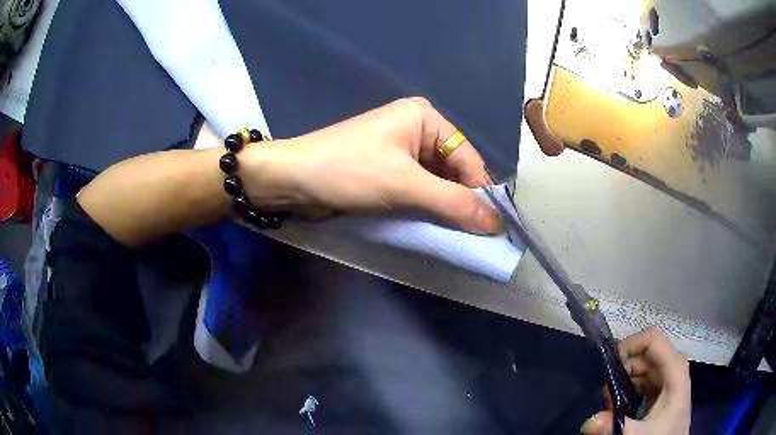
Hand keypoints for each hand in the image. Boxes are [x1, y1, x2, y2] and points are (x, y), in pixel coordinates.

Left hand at [241, 97, 502, 233]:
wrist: (291, 180)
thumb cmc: (348, 171)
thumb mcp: (405, 185)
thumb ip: (453, 203)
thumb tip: (495, 224)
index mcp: (424, 118)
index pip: (467, 157)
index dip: (481, 191)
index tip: (495, 226)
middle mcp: (416, 130)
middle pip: (453, 169)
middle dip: (463, 200)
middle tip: (479, 235)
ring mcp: (401, 151)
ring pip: (436, 182)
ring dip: (445, 206)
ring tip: (461, 235)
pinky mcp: (387, 170)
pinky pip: (418, 189)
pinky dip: (427, 207)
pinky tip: (436, 226)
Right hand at [581, 327, 690, 434]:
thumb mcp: (640, 434)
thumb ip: (617, 426)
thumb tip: (588, 421)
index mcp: (675, 369)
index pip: (652, 339)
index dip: (630, 345)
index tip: (608, 367)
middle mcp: (673, 369)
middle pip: (646, 353)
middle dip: (623, 367)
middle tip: (605, 392)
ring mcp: (668, 381)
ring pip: (643, 367)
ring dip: (624, 379)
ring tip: (610, 401)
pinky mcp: (662, 394)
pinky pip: (643, 381)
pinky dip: (629, 388)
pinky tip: (620, 405)